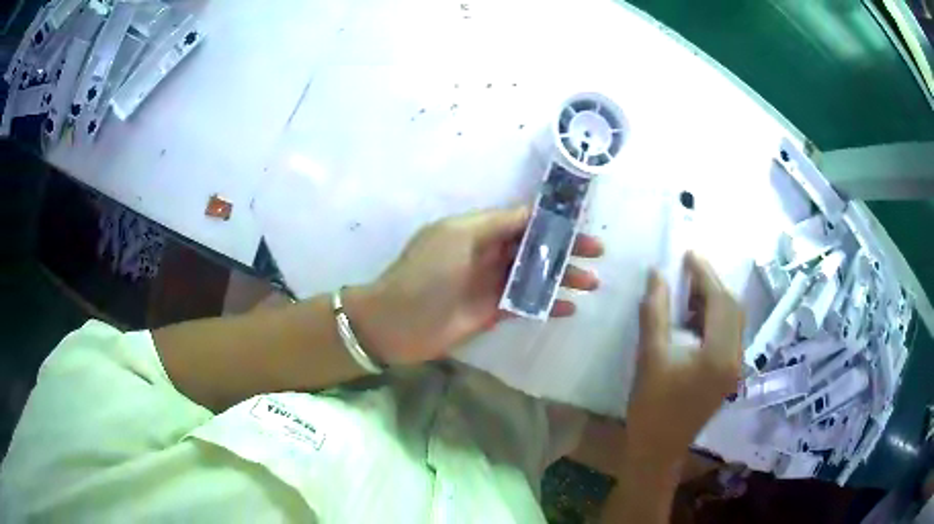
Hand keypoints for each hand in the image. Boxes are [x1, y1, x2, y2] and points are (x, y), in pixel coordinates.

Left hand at [344, 207, 603, 364]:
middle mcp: (488, 254)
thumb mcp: (458, 235)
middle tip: (597, 253)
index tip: (582, 222)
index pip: (523, 220)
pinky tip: (569, 308)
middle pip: (535, 248)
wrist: (396, 322)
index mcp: (479, 230)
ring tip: (591, 283)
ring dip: (563, 277)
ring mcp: (491, 284)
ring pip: (535, 276)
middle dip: (566, 249)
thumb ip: (497, 223)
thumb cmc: (426, 273)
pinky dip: (547, 305)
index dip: (552, 221)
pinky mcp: (492, 313)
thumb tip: (532, 211)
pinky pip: (526, 305)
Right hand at [625, 252, 742, 462]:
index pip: (720, 301)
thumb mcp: (650, 356)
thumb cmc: (652, 406)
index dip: (705, 274)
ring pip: (733, 321)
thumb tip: (657, 274)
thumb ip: (655, 312)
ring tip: (688, 292)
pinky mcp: (730, 374)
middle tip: (687, 271)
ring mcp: (736, 367)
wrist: (658, 449)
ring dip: (714, 301)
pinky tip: (694, 319)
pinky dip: (715, 319)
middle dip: (712, 285)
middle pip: (733, 308)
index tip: (689, 254)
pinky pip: (729, 335)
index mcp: (720, 354)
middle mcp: (736, 357)